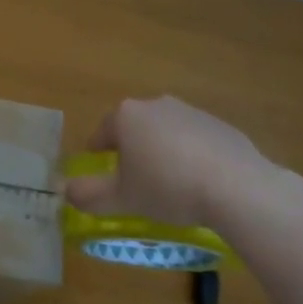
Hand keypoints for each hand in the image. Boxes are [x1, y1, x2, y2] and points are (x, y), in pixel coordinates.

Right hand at [67, 96, 302, 227]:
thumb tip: (67, 191)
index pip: (103, 132)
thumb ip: (89, 195)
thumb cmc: (167, 187)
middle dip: (132, 150)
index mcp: (127, 116)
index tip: (100, 169)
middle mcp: (156, 105)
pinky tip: (200, 182)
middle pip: (135, 127)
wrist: (235, 186)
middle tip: (135, 180)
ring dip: (162, 151)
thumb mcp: (122, 198)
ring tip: (169, 183)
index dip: (98, 152)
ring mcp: (191, 111)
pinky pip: (196, 140)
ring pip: (166, 131)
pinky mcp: (220, 125)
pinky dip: (192, 155)